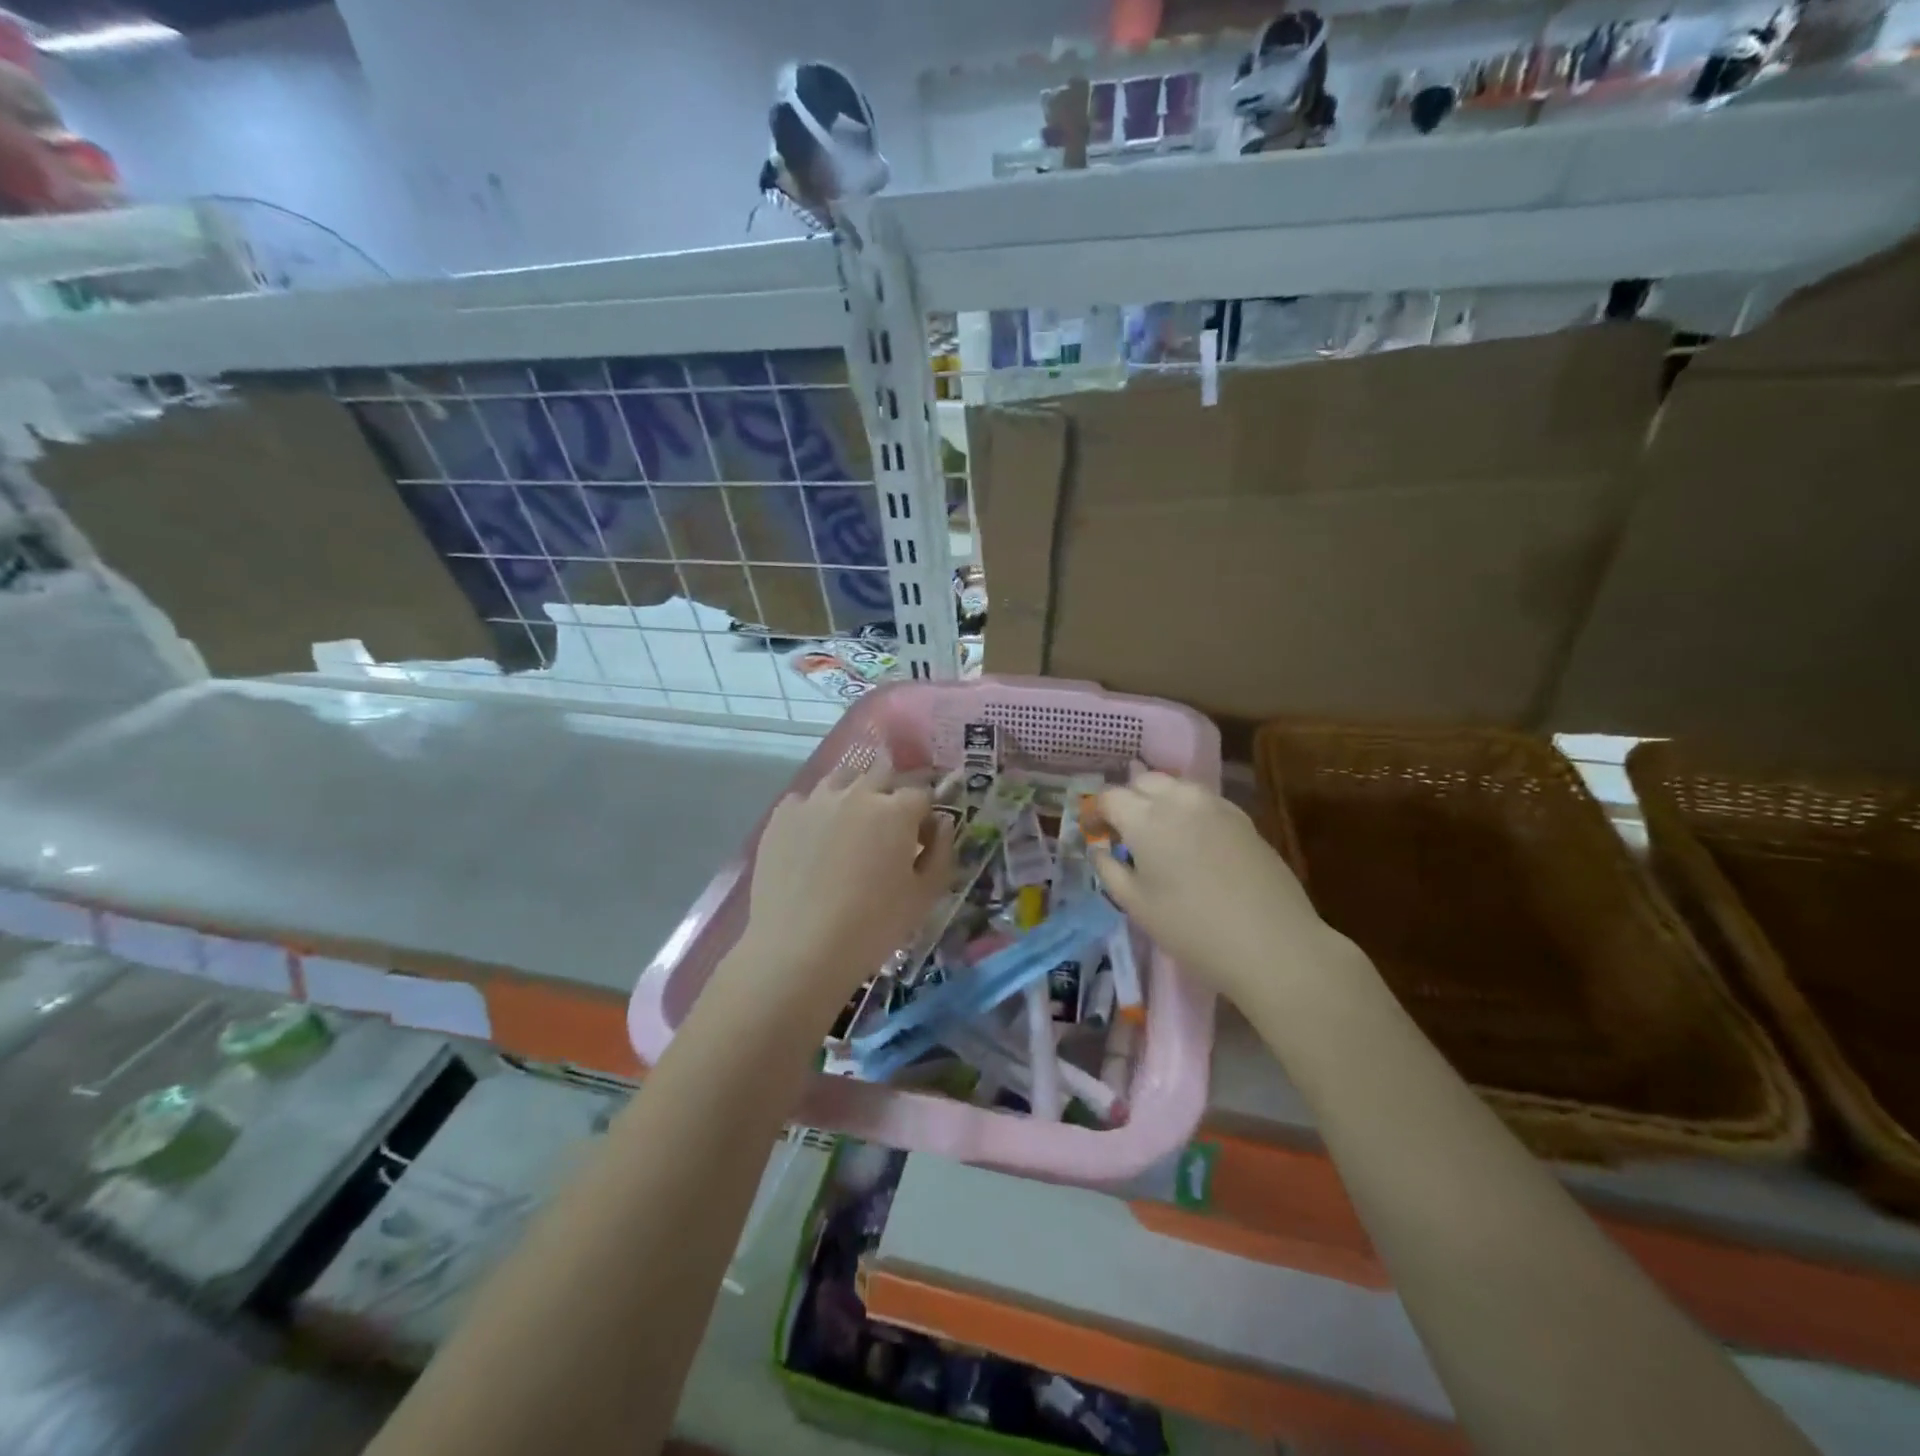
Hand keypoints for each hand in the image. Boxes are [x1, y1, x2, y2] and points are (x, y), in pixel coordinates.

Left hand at [732, 755, 954, 1018]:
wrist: (798, 949)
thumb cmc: (872, 926)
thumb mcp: (924, 897)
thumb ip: (942, 852)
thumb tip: (942, 824)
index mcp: (896, 810)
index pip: (921, 793)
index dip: (925, 814)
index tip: (921, 839)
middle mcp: (856, 793)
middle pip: (882, 774)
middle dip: (890, 794)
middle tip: (887, 829)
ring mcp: (815, 800)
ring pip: (842, 779)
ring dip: (853, 794)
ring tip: (849, 827)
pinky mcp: (782, 815)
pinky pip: (805, 799)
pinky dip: (815, 811)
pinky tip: (813, 840)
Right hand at [1093, 770, 1339, 1002]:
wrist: (1273, 944)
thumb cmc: (1192, 929)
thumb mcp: (1137, 906)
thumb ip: (1110, 870)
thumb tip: (1099, 849)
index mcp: (1146, 818)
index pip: (1110, 797)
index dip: (1095, 812)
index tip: (1092, 832)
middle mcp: (1180, 799)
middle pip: (1144, 781)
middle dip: (1127, 800)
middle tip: (1122, 832)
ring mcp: (1216, 805)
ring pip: (1176, 786)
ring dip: (1158, 801)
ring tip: (1157, 834)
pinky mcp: (1243, 818)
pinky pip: (1203, 801)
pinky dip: (1186, 810)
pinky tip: (1191, 842)